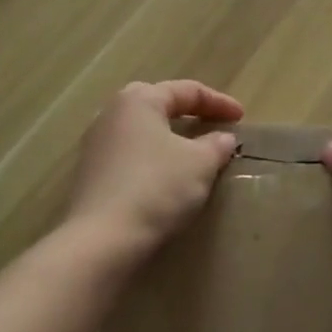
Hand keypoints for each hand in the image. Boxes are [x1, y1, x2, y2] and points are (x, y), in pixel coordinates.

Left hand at [67, 81, 242, 252]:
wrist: (101, 241)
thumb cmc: (156, 188)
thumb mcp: (199, 164)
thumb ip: (216, 145)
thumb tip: (222, 138)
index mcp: (139, 99)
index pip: (187, 91)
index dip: (219, 102)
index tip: (241, 119)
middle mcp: (112, 112)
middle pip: (159, 104)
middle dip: (189, 113)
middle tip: (213, 126)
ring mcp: (96, 143)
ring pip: (143, 131)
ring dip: (170, 138)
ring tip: (193, 152)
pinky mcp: (90, 173)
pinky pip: (130, 154)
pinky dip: (153, 158)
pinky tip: (166, 176)